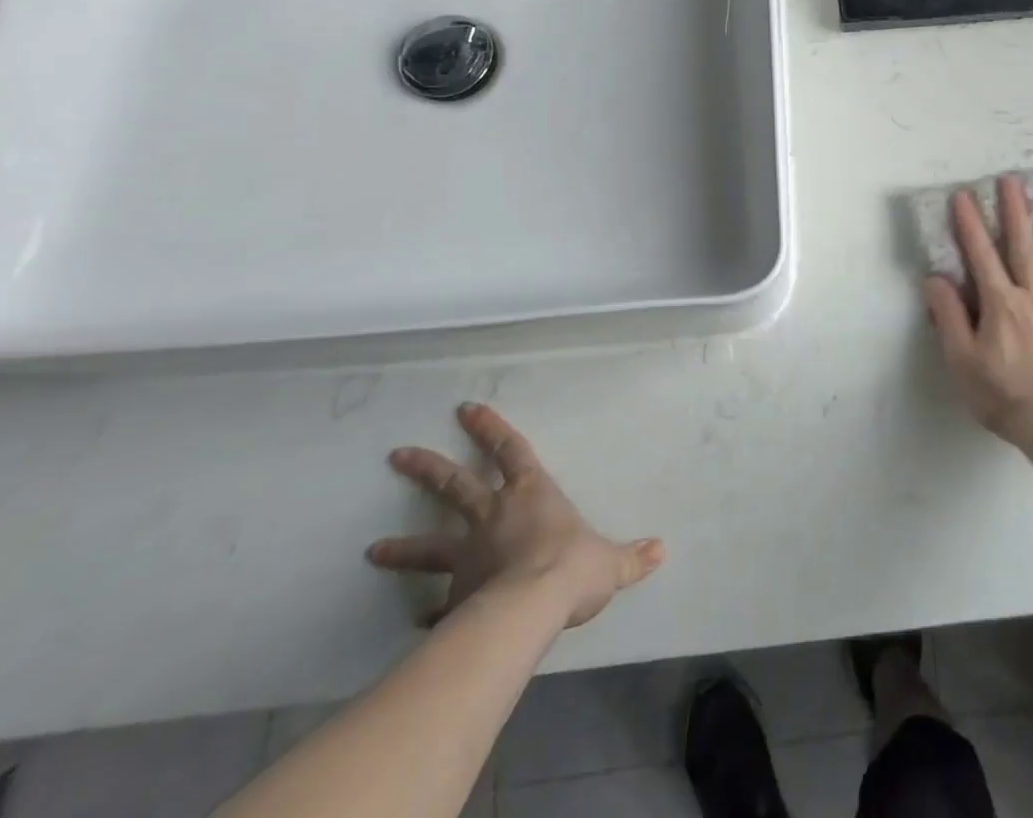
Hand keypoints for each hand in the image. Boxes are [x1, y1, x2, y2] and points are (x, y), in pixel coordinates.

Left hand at [367, 403, 664, 627]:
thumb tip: (661, 550)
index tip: (464, 409)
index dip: (489, 428)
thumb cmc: (571, 567)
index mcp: (531, 494)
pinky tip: (415, 624)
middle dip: (428, 468)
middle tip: (397, 455)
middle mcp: (494, 516)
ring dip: (402, 546)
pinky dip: (427, 613)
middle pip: (456, 485)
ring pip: (430, 544)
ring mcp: (468, 556)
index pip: (510, 449)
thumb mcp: (610, 561)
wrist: (530, 608)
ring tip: (372, 550)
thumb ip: (632, 556)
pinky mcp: (455, 596)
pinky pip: (437, 606)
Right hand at [924, 176, 1032, 451]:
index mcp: (999, 303)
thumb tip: (935, 278)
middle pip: (1021, 246)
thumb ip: (949, 316)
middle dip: (1014, 211)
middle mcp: (1031, 295)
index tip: (964, 195)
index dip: (970, 224)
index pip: (981, 254)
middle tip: (1012, 180)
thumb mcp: (962, 360)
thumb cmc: (1003, 395)